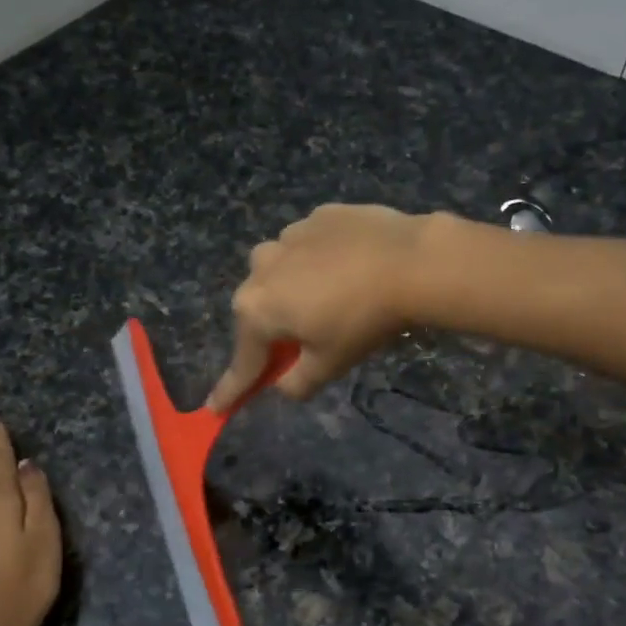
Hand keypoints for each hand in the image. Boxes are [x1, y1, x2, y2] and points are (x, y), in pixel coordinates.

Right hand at [208, 204, 442, 408]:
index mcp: (257, 309)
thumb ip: (296, 383)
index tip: (215, 408)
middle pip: (259, 311)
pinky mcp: (318, 217)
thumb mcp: (329, 365)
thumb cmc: (362, 321)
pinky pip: (308, 248)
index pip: (243, 361)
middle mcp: (260, 268)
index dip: (231, 389)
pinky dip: (318, 263)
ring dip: (294, 290)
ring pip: (280, 272)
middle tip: (300, 346)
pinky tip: (348, 269)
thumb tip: (283, 384)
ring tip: (331, 300)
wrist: (411, 261)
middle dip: (273, 331)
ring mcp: (288, 236)